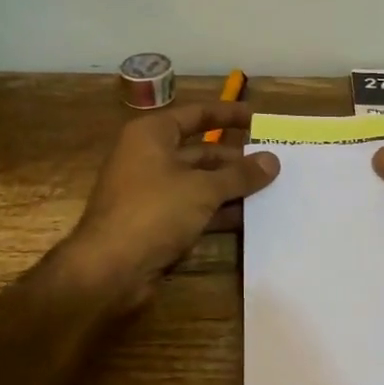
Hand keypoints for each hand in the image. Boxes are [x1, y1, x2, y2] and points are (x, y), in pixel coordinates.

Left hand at [60, 103, 279, 310]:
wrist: (109, 269)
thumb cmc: (154, 211)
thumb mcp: (203, 189)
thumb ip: (239, 174)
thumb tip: (273, 160)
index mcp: (152, 135)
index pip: (197, 115)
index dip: (229, 115)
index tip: (259, 119)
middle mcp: (149, 158)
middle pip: (200, 151)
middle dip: (236, 159)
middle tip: (274, 164)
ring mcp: (151, 192)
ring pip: (199, 183)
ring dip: (231, 188)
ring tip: (271, 191)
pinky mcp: (155, 223)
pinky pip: (193, 209)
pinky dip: (218, 211)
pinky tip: (249, 218)